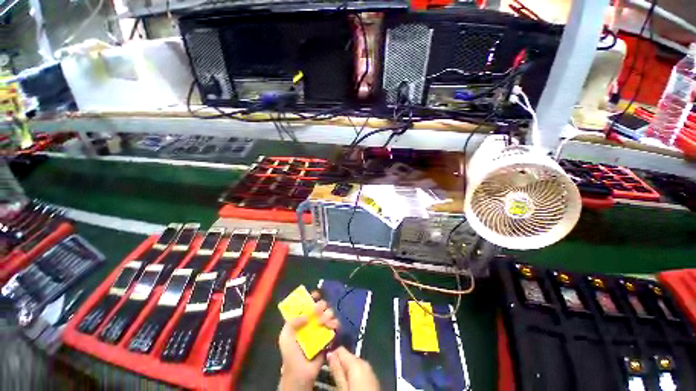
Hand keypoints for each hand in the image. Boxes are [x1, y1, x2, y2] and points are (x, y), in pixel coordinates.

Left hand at [279, 296, 339, 390]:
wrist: (301, 374)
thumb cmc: (290, 354)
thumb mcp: (285, 337)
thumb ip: (291, 322)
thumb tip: (306, 314)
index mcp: (301, 319)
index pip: (308, 303)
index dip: (312, 297)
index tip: (316, 295)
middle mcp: (312, 321)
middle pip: (320, 306)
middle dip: (321, 305)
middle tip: (319, 311)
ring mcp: (321, 328)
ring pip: (329, 314)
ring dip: (328, 314)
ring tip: (324, 322)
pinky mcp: (329, 337)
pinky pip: (335, 326)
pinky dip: (335, 324)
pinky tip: (332, 327)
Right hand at [327, 346, 379, 390]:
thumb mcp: (342, 388)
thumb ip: (336, 370)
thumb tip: (330, 353)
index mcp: (357, 362)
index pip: (340, 349)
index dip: (331, 355)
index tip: (324, 364)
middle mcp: (364, 363)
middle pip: (347, 357)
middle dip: (339, 365)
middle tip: (330, 376)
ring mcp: (370, 371)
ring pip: (353, 366)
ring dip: (345, 372)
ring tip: (337, 383)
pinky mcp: (373, 380)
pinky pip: (359, 373)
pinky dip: (353, 378)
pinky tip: (348, 387)